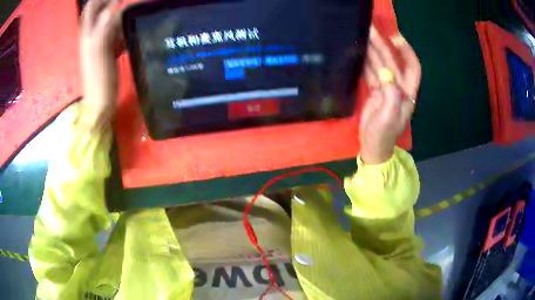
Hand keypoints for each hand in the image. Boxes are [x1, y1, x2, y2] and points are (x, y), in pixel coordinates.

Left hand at [80, 0, 123, 118]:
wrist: (100, 104)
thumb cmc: (99, 79)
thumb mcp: (100, 50)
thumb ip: (105, 26)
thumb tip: (113, 6)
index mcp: (88, 34)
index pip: (92, 7)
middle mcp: (91, 36)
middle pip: (99, 12)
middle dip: (111, 5)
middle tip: (125, 5)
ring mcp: (99, 44)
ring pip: (108, 22)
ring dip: (119, 18)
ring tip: (129, 20)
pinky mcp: (106, 53)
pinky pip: (114, 35)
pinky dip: (122, 32)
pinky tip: (127, 38)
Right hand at [359, 26, 420, 164]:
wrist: (373, 147)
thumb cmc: (383, 135)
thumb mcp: (389, 118)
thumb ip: (391, 96)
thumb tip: (385, 73)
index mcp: (407, 94)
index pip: (412, 68)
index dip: (407, 52)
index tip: (396, 37)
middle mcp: (398, 88)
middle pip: (393, 63)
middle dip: (384, 46)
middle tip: (371, 30)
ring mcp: (386, 89)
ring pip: (381, 65)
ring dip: (373, 51)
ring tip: (364, 35)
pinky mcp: (375, 91)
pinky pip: (371, 73)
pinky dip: (366, 62)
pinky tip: (360, 52)